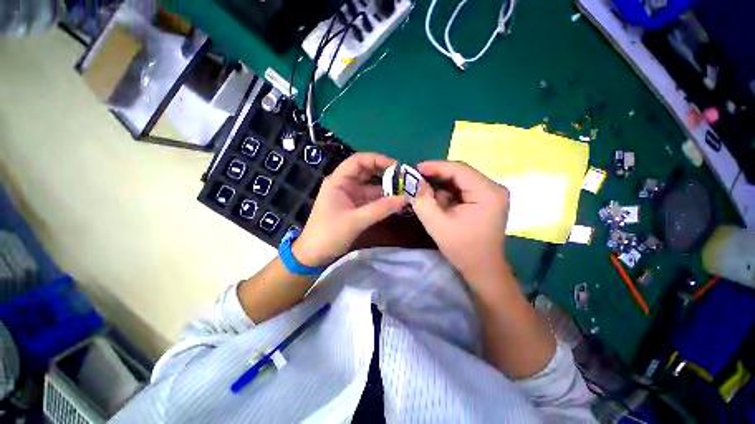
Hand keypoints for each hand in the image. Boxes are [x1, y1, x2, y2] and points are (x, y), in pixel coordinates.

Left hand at [293, 153, 407, 266]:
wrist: (315, 254)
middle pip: (366, 172)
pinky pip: (371, 199)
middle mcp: (344, 184)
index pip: (358, 161)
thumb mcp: (356, 220)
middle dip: (385, 173)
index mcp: (338, 181)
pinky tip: (396, 202)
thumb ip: (381, 209)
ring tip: (405, 191)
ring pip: (371, 186)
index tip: (396, 166)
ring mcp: (350, 196)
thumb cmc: (329, 234)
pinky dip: (383, 200)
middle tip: (404, 178)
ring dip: (386, 188)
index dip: (378, 159)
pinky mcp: (354, 207)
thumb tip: (405, 199)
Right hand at [413, 161, 510, 284]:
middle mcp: (493, 188)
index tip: (415, 168)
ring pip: (460, 181)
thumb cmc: (462, 248)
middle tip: (416, 179)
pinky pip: (462, 190)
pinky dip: (446, 193)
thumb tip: (413, 182)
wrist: (482, 268)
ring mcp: (490, 194)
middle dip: (436, 176)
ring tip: (422, 189)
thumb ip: (423, 201)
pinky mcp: (485, 201)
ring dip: (440, 185)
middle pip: (460, 174)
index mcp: (488, 192)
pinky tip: (434, 198)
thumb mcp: (437, 224)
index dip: (435, 166)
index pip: (459, 170)